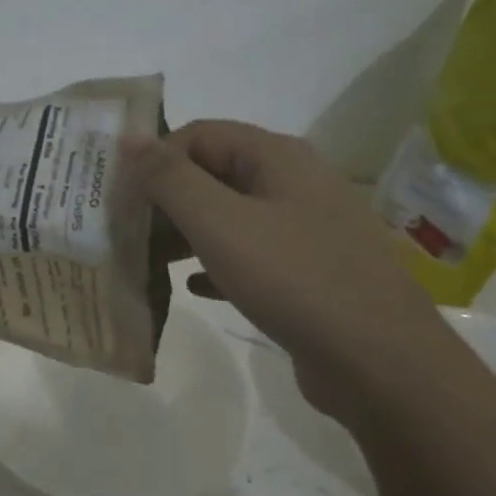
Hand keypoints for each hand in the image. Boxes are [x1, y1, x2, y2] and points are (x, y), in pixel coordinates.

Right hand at [127, 120, 445, 416]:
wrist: (377, 360)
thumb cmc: (293, 279)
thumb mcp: (220, 223)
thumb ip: (170, 178)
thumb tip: (129, 137)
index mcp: (277, 156)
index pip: (198, 135)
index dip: (154, 159)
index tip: (118, 198)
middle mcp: (294, 182)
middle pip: (213, 174)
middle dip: (166, 201)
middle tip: (124, 233)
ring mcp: (305, 228)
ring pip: (230, 217)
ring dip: (185, 234)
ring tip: (146, 261)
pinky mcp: (308, 271)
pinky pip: (250, 256)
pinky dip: (216, 265)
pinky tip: (192, 288)